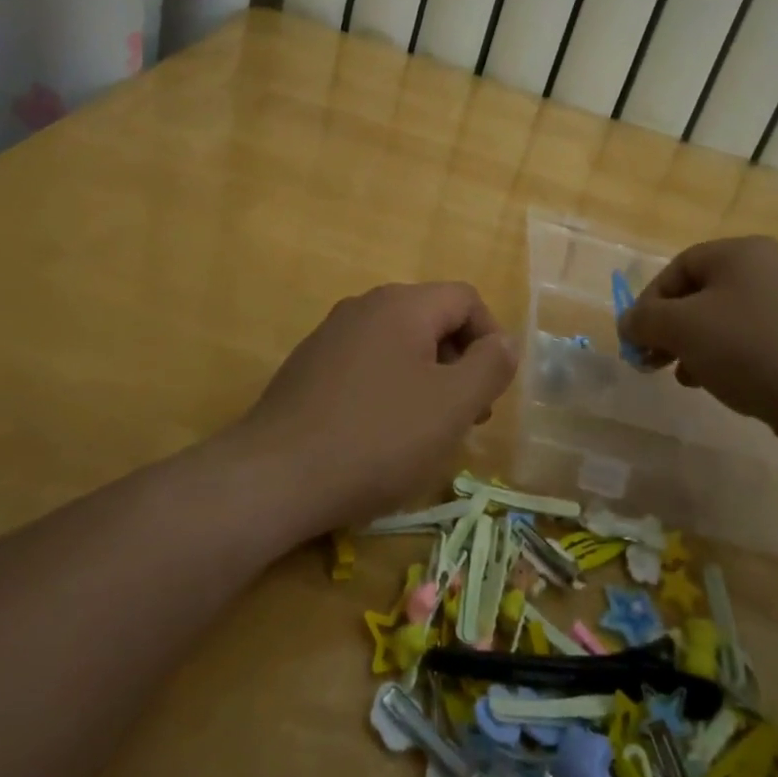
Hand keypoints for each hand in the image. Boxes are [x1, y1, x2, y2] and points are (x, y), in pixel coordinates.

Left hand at [242, 282, 517, 525]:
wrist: (274, 477)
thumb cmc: (377, 437)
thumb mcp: (452, 405)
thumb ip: (490, 365)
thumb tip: (502, 342)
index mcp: (402, 305)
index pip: (466, 299)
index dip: (491, 339)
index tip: (490, 390)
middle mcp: (364, 307)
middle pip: (432, 319)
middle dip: (459, 363)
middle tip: (467, 417)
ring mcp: (330, 336)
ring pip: (399, 345)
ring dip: (427, 380)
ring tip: (427, 431)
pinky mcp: (308, 367)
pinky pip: (366, 365)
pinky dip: (389, 390)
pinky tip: (381, 436)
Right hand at [617, 237, 777, 441]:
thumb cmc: (752, 349)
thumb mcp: (683, 329)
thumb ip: (645, 320)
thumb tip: (627, 322)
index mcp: (741, 252)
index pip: (678, 268)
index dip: (648, 303)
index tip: (636, 341)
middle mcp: (772, 268)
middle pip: (703, 293)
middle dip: (672, 328)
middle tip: (655, 362)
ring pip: (729, 320)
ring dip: (699, 347)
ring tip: (688, 379)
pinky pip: (758, 341)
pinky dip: (733, 359)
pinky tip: (727, 386)